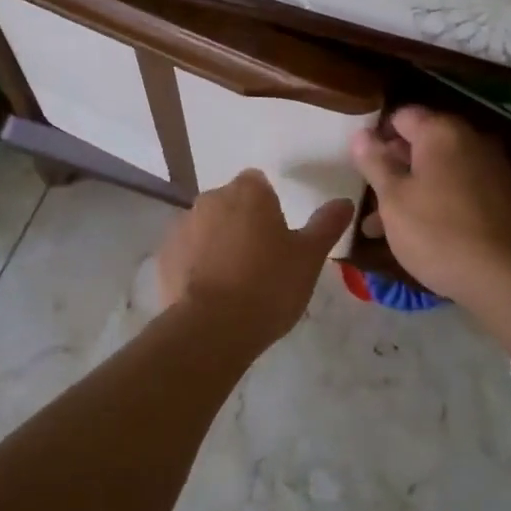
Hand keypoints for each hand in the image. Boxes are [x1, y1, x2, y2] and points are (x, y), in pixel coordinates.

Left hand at [157, 171, 354, 351]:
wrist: (213, 327)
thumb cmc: (269, 284)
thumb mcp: (309, 257)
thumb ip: (327, 224)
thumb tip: (345, 201)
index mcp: (248, 192)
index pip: (258, 183)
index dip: (268, 206)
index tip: (278, 235)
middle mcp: (211, 199)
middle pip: (231, 203)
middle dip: (242, 222)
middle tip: (261, 260)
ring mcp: (183, 225)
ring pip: (206, 226)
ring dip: (218, 242)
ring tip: (235, 280)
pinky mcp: (165, 255)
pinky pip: (186, 252)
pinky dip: (196, 264)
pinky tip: (210, 292)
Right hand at [351, 106, 510, 306]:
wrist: (507, 278)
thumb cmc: (437, 232)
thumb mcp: (393, 199)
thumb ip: (375, 162)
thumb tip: (361, 134)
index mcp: (441, 131)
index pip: (401, 116)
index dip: (377, 137)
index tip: (362, 166)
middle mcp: (470, 139)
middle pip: (422, 142)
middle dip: (393, 167)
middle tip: (370, 198)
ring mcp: (491, 167)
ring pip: (439, 170)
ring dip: (412, 189)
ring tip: (383, 226)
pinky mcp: (503, 196)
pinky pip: (460, 188)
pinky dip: (438, 201)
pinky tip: (420, 232)